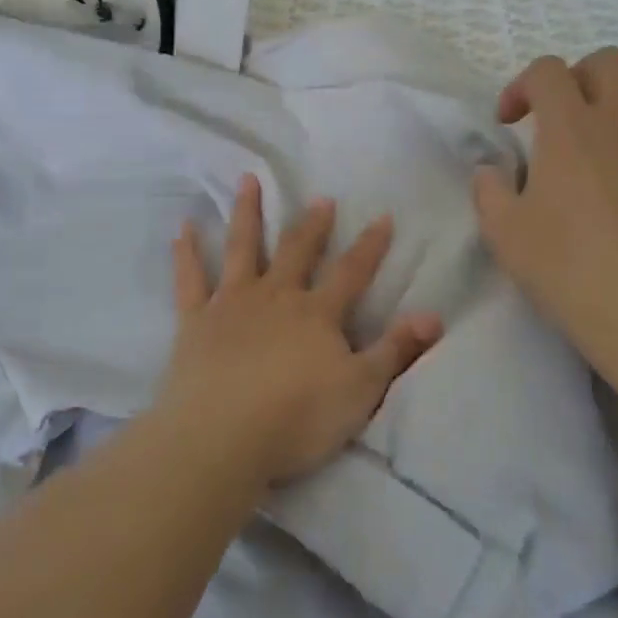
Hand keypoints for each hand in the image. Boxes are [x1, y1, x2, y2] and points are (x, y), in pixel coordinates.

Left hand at [157, 173, 442, 490]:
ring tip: (247, 180)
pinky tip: (183, 227)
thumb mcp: (361, 390)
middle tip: (320, 198)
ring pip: (242, 248)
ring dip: (246, 213)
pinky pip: (190, 279)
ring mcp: (232, 304)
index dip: (370, 246)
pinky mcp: (196, 321)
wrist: (222, 438)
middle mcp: (275, 296)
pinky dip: (187, 252)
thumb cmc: (297, 418)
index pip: (351, 272)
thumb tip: (434, 316)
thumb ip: (395, 350)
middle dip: (312, 224)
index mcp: (316, 314)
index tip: (382, 216)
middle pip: (297, 251)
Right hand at [473, 50, 617, 355]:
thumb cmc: (565, 265)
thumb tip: (490, 171)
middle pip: (606, 62)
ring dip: (615, 100)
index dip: (521, 86)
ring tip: (597, 140)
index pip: (548, 70)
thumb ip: (489, 189)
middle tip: (557, 118)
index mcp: (570, 126)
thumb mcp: (503, 231)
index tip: (509, 123)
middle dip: (576, 78)